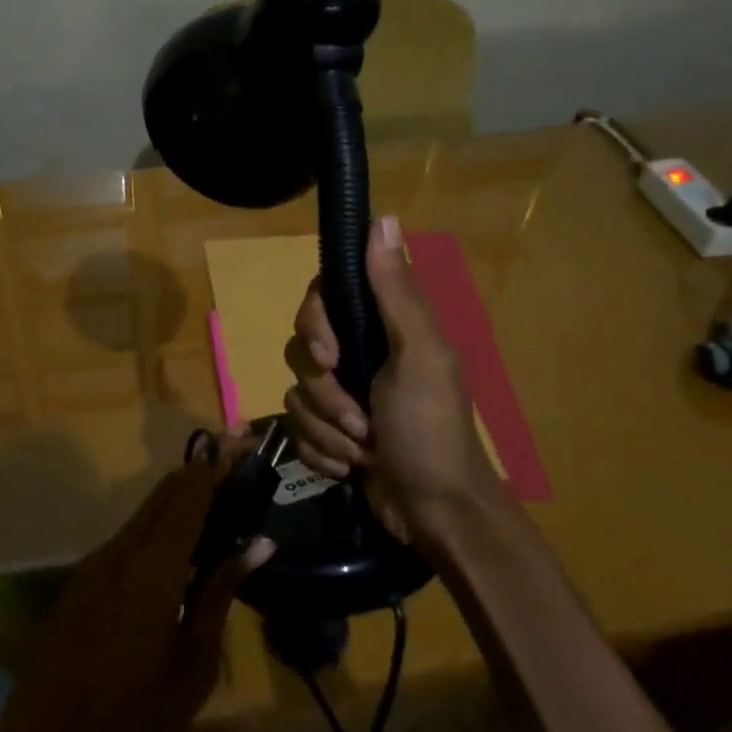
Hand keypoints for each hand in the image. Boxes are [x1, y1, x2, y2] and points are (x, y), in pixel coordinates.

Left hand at [0, 455, 273, 731]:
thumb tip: (258, 545)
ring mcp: (91, 565)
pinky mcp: (78, 582)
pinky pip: (124, 541)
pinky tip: (177, 556)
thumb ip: (220, 595)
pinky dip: (155, 532)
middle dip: (200, 476)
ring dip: (178, 505)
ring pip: (142, 516)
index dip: (216, 465)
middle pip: (163, 495)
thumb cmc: (132, 724)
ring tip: (217, 513)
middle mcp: (118, 553)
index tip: (242, 442)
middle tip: (237, 472)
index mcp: (151, 570)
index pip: (188, 496)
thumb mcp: (193, 667)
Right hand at [283, 215, 504, 550]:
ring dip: (326, 431)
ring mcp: (341, 397)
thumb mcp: (420, 356)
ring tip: (361, 451)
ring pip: (295, 396)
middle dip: (325, 395)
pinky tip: (349, 468)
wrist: (435, 514)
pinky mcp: (329, 434)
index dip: (313, 325)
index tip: (329, 355)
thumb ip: (395, 291)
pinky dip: (321, 454)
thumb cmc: (431, 430)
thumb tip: (381, 217)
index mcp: (381, 327)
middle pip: (300, 350)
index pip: (320, 298)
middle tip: (359, 421)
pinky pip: (297, 431)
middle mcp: (357, 354)